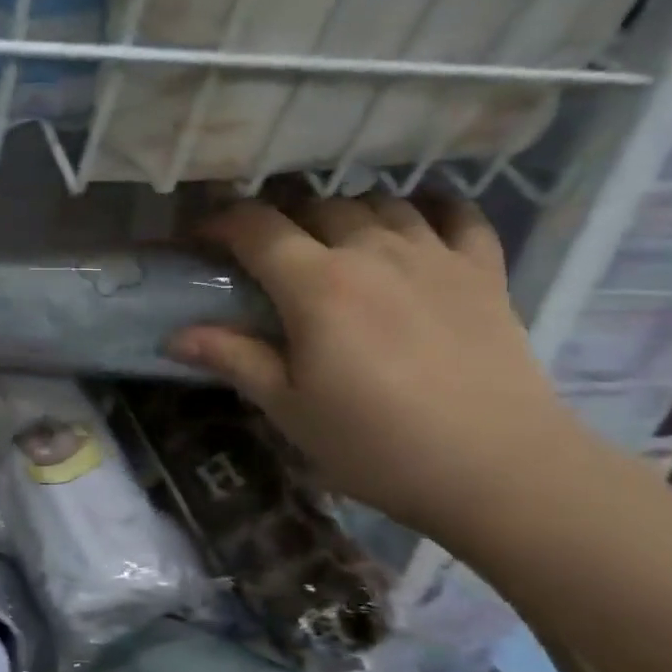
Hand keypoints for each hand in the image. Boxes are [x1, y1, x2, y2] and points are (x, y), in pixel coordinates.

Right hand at [169, 196, 583, 541]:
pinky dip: (430, 208)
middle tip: (265, 251)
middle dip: (280, 216)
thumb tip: (174, 336)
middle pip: (317, 203)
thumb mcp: (290, 409)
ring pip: (380, 201)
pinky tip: (416, 222)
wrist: (498, 469)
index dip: (220, 221)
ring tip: (333, 239)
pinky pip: (457, 214)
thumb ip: (234, 358)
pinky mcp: (483, 270)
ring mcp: (434, 255)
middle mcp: (373, 251)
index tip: (200, 237)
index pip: (256, 227)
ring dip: (345, 210)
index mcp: (317, 285)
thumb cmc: (376, 445)